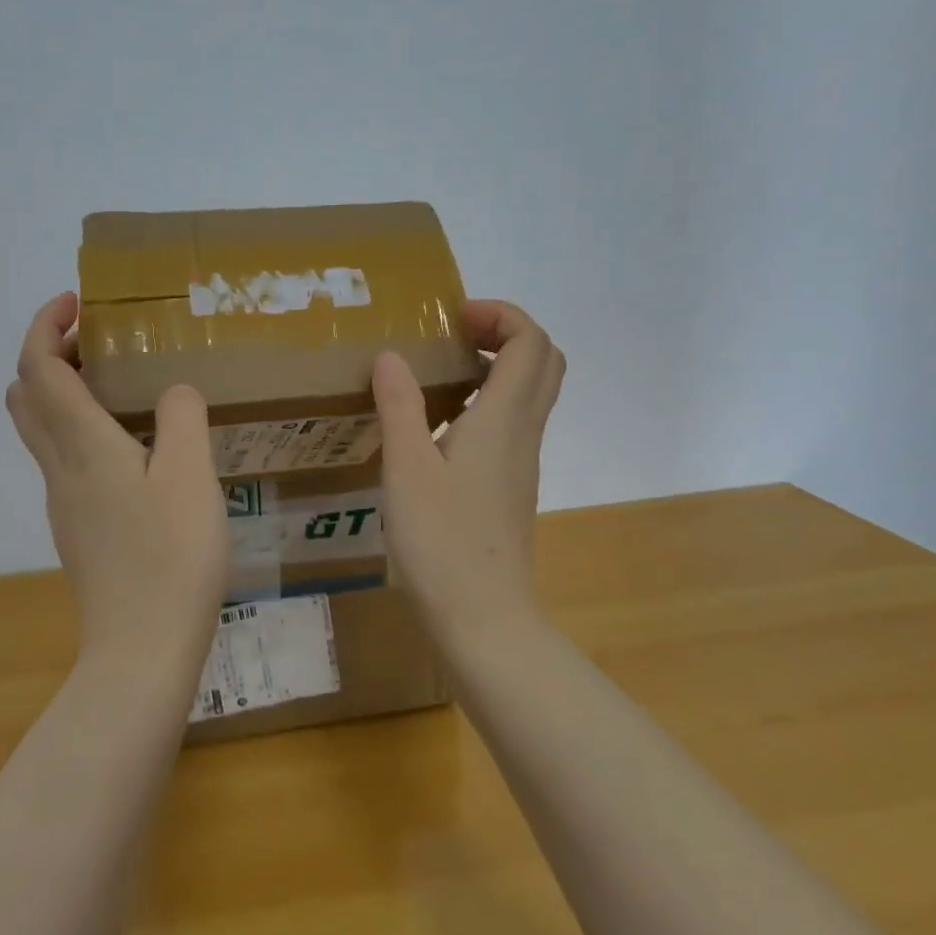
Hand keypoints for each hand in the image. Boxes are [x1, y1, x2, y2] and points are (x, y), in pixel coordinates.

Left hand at [6, 292, 230, 668]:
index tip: (76, 302)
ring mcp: (63, 502)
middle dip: (48, 354)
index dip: (45, 325)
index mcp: (83, 445)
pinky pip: (62, 459)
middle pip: (25, 395)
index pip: (39, 367)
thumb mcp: (192, 476)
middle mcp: (60, 468)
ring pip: (40, 430)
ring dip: (61, 392)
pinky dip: (77, 429)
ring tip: (117, 385)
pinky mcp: (76, 529)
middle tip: (97, 341)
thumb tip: (172, 391)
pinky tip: (130, 447)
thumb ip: (183, 417)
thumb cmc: (171, 557)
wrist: (142, 650)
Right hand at [370, 300, 565, 646]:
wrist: (485, 619)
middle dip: (505, 333)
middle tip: (455, 335)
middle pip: (543, 362)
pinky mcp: (510, 486)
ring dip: (496, 367)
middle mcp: (523, 433)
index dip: (500, 315)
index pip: (531, 342)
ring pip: (530, 394)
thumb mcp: (407, 468)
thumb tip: (392, 355)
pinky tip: (439, 425)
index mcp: (504, 419)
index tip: (453, 318)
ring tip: (439, 372)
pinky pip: (512, 423)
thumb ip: (400, 406)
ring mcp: (521, 462)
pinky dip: (487, 401)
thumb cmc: (443, 542)